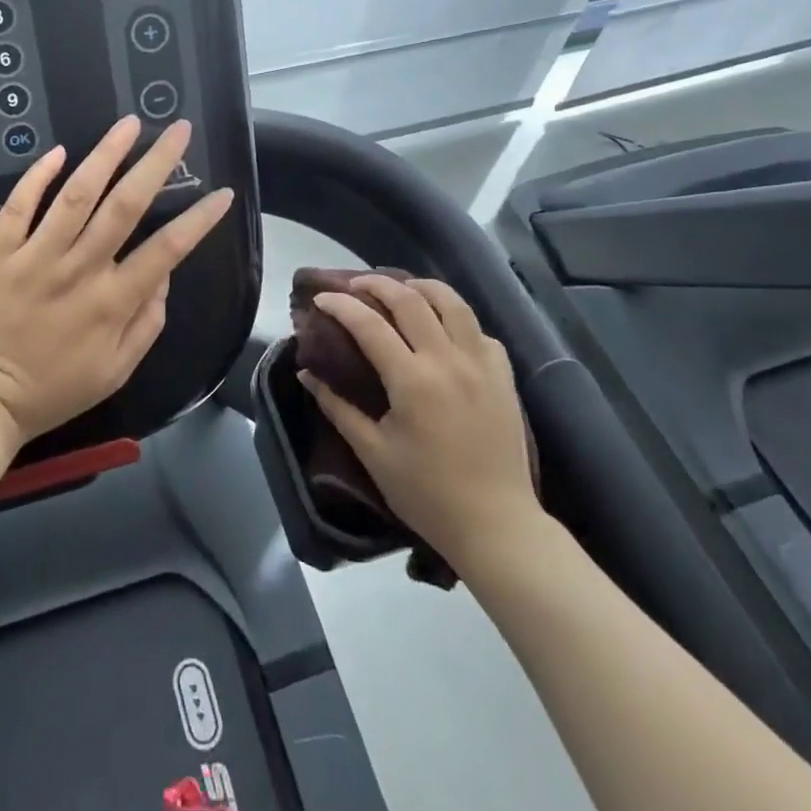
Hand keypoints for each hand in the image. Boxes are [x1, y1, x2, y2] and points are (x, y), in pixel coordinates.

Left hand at [0, 116, 234, 448]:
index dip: (199, 219)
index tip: (222, 192)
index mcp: (112, 302)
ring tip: (129, 123)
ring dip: (106, 154)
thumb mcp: (115, 371)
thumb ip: (146, 323)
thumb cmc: (52, 390)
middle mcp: (79, 270)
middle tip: (179, 129)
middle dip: (157, 163)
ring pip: (76, 195)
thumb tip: (164, 276)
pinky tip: (59, 151)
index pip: (167, 250)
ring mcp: (34, 258)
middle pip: (125, 206)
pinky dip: (37, 177)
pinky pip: (17, 207)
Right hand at [299, 275, 544, 563]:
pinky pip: (479, 331)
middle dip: (377, 284)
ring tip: (402, 288)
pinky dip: (457, 319)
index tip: (320, 298)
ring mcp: (482, 365)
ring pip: (453, 303)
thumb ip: (337, 408)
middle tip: (355, 285)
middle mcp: (448, 360)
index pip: (369, 324)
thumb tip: (306, 374)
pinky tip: (444, 329)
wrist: (497, 525)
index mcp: (412, 380)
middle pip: (410, 300)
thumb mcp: (373, 453)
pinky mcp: (504, 376)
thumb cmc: (427, 494)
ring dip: (422, 287)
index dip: (340, 305)